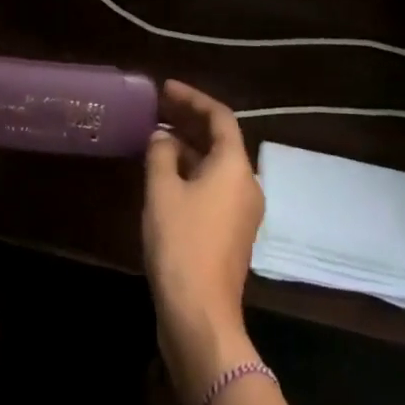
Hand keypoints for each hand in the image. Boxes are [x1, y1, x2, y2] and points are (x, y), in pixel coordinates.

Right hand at [144, 80, 264, 404]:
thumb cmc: (182, 244)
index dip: (192, 98)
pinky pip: (214, 186)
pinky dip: (192, 171)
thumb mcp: (162, 191)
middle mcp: (246, 184)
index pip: (219, 117)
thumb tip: (163, 136)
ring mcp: (242, 211)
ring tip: (157, 135)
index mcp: (235, 167)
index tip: (165, 88)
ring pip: (216, 164)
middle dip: (190, 120)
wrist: (200, 316)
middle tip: (159, 106)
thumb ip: (161, 154)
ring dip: (189, 146)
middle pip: (221, 139)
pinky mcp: (231, 233)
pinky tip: (166, 173)